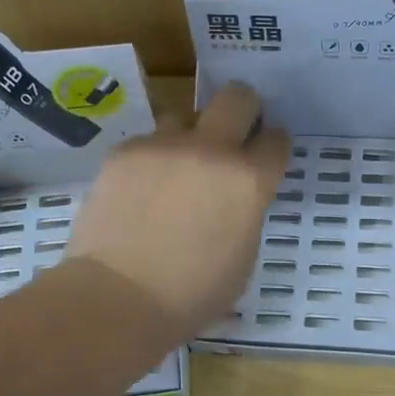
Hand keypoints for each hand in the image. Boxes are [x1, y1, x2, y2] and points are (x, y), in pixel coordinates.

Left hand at [68, 83, 290, 336]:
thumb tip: (236, 197)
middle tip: (233, 136)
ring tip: (176, 170)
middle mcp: (211, 150)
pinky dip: (152, 160)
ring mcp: (164, 146)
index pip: (276, 140)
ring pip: (185, 115)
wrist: (118, 298)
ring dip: (189, 136)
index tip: (264, 157)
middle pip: (237, 97)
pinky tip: (140, 192)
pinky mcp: (125, 152)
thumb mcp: (243, 256)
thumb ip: (246, 212)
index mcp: (249, 180)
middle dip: (243, 110)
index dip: (272, 147)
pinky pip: (147, 142)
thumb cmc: (192, 294)